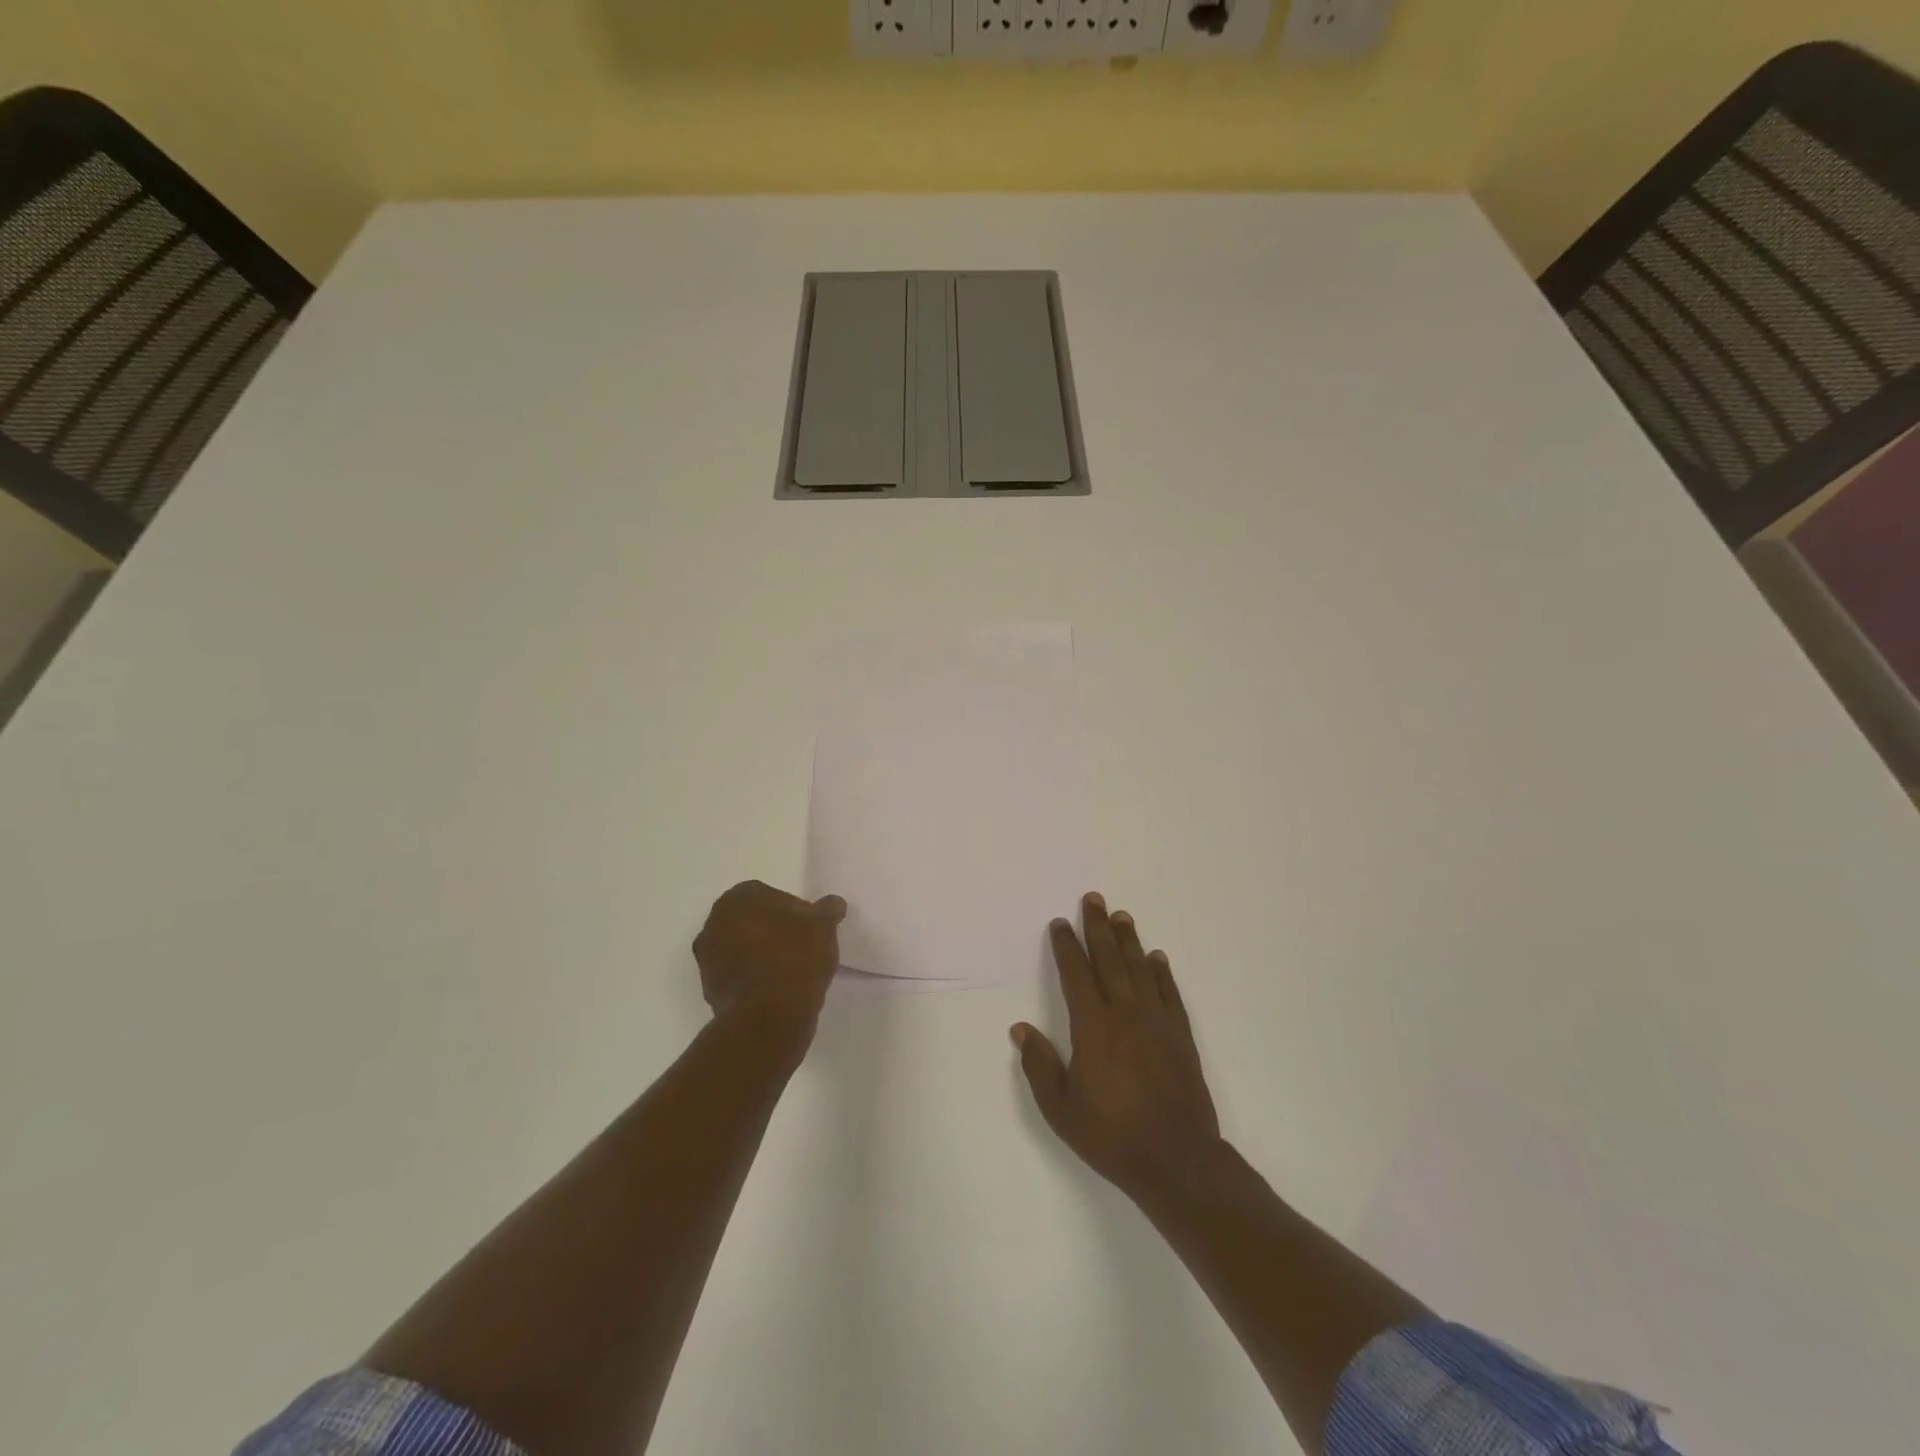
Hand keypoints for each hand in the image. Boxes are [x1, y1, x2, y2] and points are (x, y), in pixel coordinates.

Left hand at [693, 881, 846, 1024]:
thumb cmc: (794, 957)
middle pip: (750, 921)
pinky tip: (778, 988)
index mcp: (737, 900)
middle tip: (801, 944)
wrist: (768, 1017)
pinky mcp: (710, 991)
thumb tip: (833, 903)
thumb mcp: (823, 926)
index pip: (767, 894)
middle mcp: (713, 924)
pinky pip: (738, 976)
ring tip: (792, 969)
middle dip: (772, 930)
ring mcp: (707, 960)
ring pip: (741, 948)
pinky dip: (754, 978)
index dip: (791, 908)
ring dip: (762, 954)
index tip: (809, 926)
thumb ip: (827, 910)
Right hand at [1012, 894, 1220, 1204]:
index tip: (1060, 923)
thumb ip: (1040, 1065)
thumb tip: (1020, 1029)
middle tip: (1094, 899)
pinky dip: (1161, 973)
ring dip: (1129, 940)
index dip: (1067, 947)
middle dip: (1098, 928)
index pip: (1076, 975)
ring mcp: (1157, 1022)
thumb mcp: (1061, 1108)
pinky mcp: (1181, 1036)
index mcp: (1093, 1027)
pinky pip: (1168, 994)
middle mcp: (1125, 1013)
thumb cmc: (1112, 1135)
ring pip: (1140, 969)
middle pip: (1109, 960)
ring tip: (1122, 916)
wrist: (1177, 1160)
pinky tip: (1156, 958)